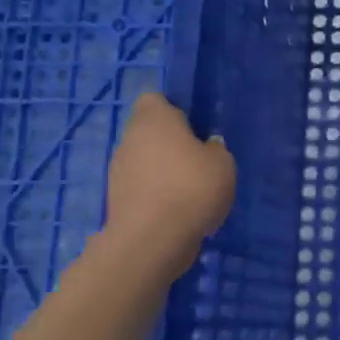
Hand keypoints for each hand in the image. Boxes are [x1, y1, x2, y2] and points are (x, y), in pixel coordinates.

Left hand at [104, 94, 234, 268]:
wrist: (152, 240)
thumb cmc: (192, 188)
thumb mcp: (223, 163)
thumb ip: (215, 149)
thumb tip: (206, 148)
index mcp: (154, 120)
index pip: (155, 99)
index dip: (174, 109)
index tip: (195, 127)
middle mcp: (130, 139)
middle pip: (149, 132)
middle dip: (170, 143)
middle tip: (199, 161)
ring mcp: (118, 170)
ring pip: (144, 161)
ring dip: (163, 171)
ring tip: (191, 192)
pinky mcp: (116, 199)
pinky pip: (141, 187)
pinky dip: (156, 195)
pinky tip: (178, 212)